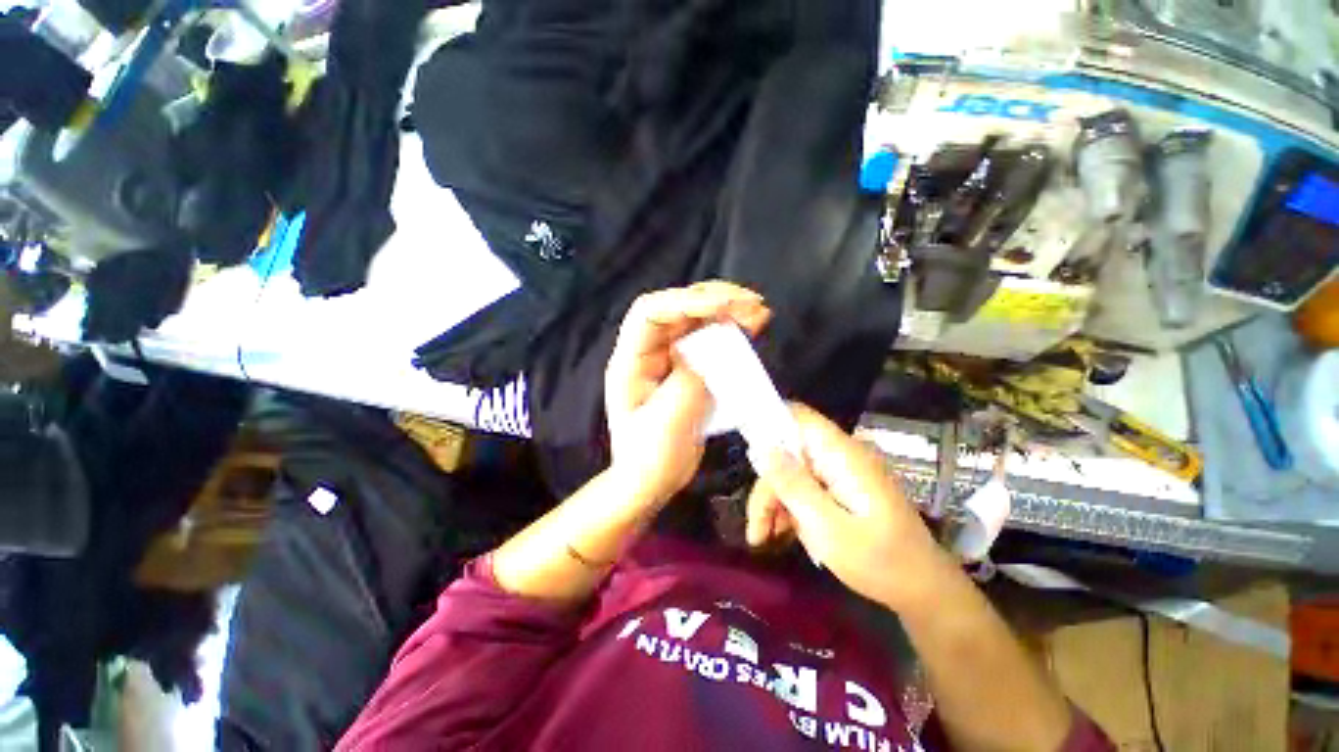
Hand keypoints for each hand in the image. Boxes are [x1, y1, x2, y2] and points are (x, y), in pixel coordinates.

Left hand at [605, 281, 770, 505]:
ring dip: (727, 311)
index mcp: (630, 361)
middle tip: (752, 303)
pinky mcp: (686, 369)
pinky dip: (730, 331)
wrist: (651, 481)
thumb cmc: (650, 458)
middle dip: (715, 300)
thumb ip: (689, 381)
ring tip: (758, 312)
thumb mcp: (669, 421)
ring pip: (695, 320)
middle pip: (677, 309)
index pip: (650, 312)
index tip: (725, 306)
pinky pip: (707, 340)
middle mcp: (647, 352)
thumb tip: (709, 351)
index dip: (685, 302)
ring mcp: (667, 359)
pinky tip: (751, 327)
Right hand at [755, 404, 951, 612]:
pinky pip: (805, 486)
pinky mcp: (840, 487)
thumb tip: (762, 446)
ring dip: (775, 501)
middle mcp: (839, 455)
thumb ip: (794, 485)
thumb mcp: (828, 528)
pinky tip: (783, 533)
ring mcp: (840, 472)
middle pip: (787, 452)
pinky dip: (790, 507)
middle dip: (767, 487)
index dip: (768, 423)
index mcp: (841, 454)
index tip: (747, 456)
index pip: (798, 416)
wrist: (923, 590)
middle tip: (756, 529)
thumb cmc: (880, 562)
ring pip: (792, 471)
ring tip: (765, 538)